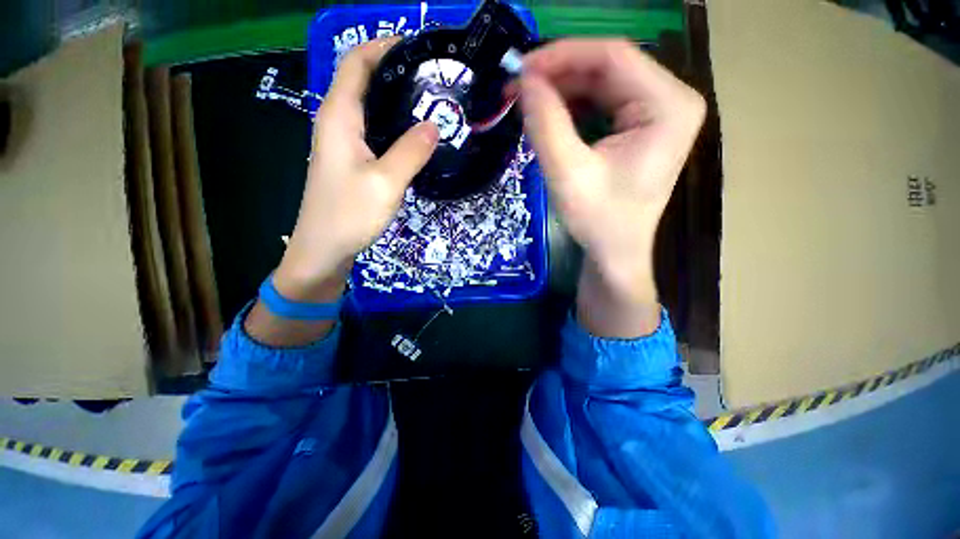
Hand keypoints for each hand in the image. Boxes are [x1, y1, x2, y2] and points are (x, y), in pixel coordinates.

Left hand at [275, 37, 439, 299]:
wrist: (324, 248)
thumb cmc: (349, 214)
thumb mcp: (386, 182)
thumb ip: (411, 151)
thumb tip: (434, 125)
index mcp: (338, 116)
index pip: (356, 63)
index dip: (383, 46)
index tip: (416, 46)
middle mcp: (336, 122)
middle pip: (362, 81)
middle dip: (394, 70)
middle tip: (432, 77)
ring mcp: (342, 143)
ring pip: (369, 108)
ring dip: (395, 99)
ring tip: (429, 102)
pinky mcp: (351, 161)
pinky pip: (373, 131)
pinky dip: (393, 125)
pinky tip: (413, 135)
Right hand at [520, 39, 705, 336]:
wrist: (615, 252)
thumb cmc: (599, 222)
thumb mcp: (568, 175)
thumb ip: (546, 124)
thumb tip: (523, 81)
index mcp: (668, 106)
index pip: (613, 57)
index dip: (562, 56)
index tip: (521, 69)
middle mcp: (671, 100)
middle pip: (608, 67)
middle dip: (558, 75)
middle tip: (518, 88)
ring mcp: (658, 111)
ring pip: (602, 82)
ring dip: (562, 90)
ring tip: (528, 104)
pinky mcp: (642, 125)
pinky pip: (603, 102)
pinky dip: (572, 106)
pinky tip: (549, 117)